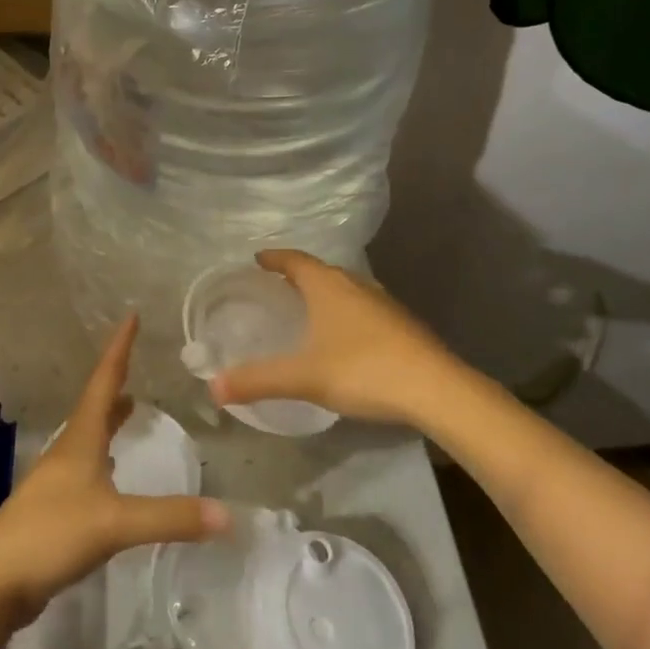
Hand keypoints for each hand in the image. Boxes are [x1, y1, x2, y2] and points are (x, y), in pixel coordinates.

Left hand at [0, 315, 227, 628]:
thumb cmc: (51, 534)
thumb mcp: (115, 524)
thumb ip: (170, 517)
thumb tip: (227, 514)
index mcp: (80, 439)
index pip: (104, 382)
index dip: (119, 349)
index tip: (130, 316)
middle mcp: (68, 451)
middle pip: (94, 405)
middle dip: (116, 382)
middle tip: (135, 362)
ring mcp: (57, 480)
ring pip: (89, 436)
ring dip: (109, 418)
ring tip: (129, 407)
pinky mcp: (55, 509)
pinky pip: (87, 468)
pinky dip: (104, 455)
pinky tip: (110, 471)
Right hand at [207, 249, 467, 427]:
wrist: (436, 390)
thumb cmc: (363, 370)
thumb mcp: (304, 377)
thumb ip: (258, 380)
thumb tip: (213, 387)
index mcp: (328, 286)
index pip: (295, 260)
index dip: (275, 258)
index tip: (258, 258)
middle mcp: (355, 285)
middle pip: (321, 271)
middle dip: (298, 275)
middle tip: (278, 285)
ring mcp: (383, 303)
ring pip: (346, 288)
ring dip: (325, 292)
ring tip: (309, 308)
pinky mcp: (402, 325)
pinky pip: (364, 308)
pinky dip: (346, 312)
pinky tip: (346, 337)